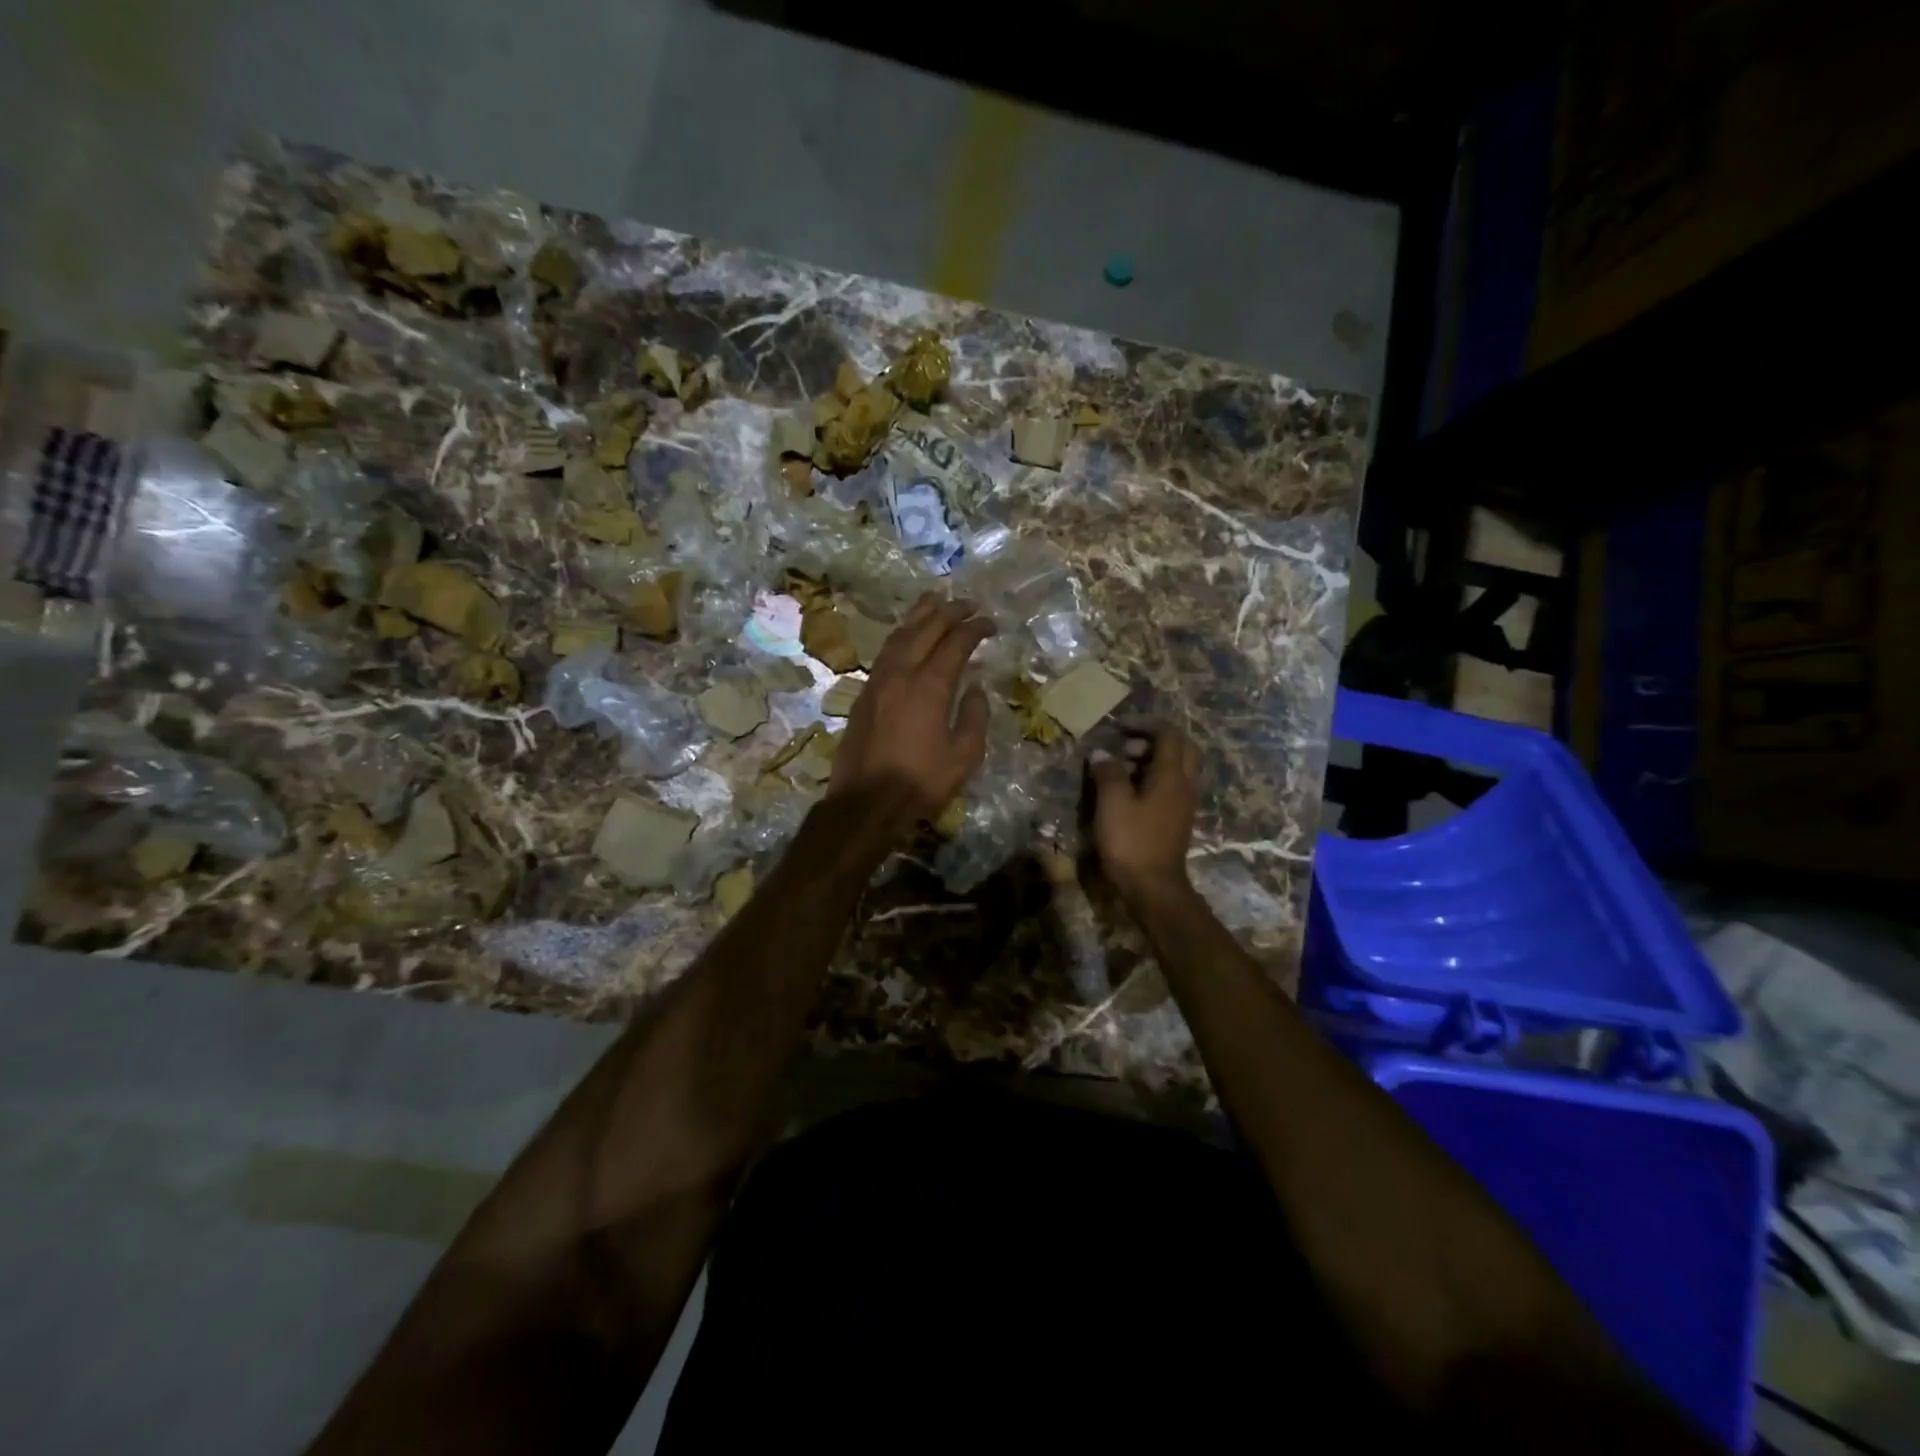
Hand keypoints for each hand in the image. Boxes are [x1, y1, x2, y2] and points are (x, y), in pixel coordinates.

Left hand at [829, 593, 994, 832]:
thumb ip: (974, 717)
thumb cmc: (920, 782)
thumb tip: (974, 688)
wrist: (865, 803)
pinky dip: (902, 635)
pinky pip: (886, 652)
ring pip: (900, 635)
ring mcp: (877, 681)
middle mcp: (901, 673)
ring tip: (936, 601)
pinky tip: (907, 636)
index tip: (990, 623)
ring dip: (920, 615)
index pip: (956, 643)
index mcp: (929, 686)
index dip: (975, 629)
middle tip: (968, 603)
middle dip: (949, 612)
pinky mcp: (864, 694)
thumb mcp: (963, 757)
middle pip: (926, 629)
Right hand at [1087, 723, 1200, 902]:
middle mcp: (1184, 785)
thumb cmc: (1132, 842)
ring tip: (1121, 768)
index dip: (1145, 724)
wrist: (1153, 888)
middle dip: (1154, 740)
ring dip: (1152, 760)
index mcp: (1171, 775)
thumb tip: (1102, 754)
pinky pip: (1170, 786)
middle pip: (1181, 748)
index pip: (1169, 734)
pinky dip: (1152, 778)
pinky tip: (1129, 792)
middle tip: (1126, 746)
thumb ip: (1108, 773)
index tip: (1119, 727)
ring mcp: (1184, 804)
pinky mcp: (1177, 820)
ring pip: (1176, 768)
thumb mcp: (1112, 803)